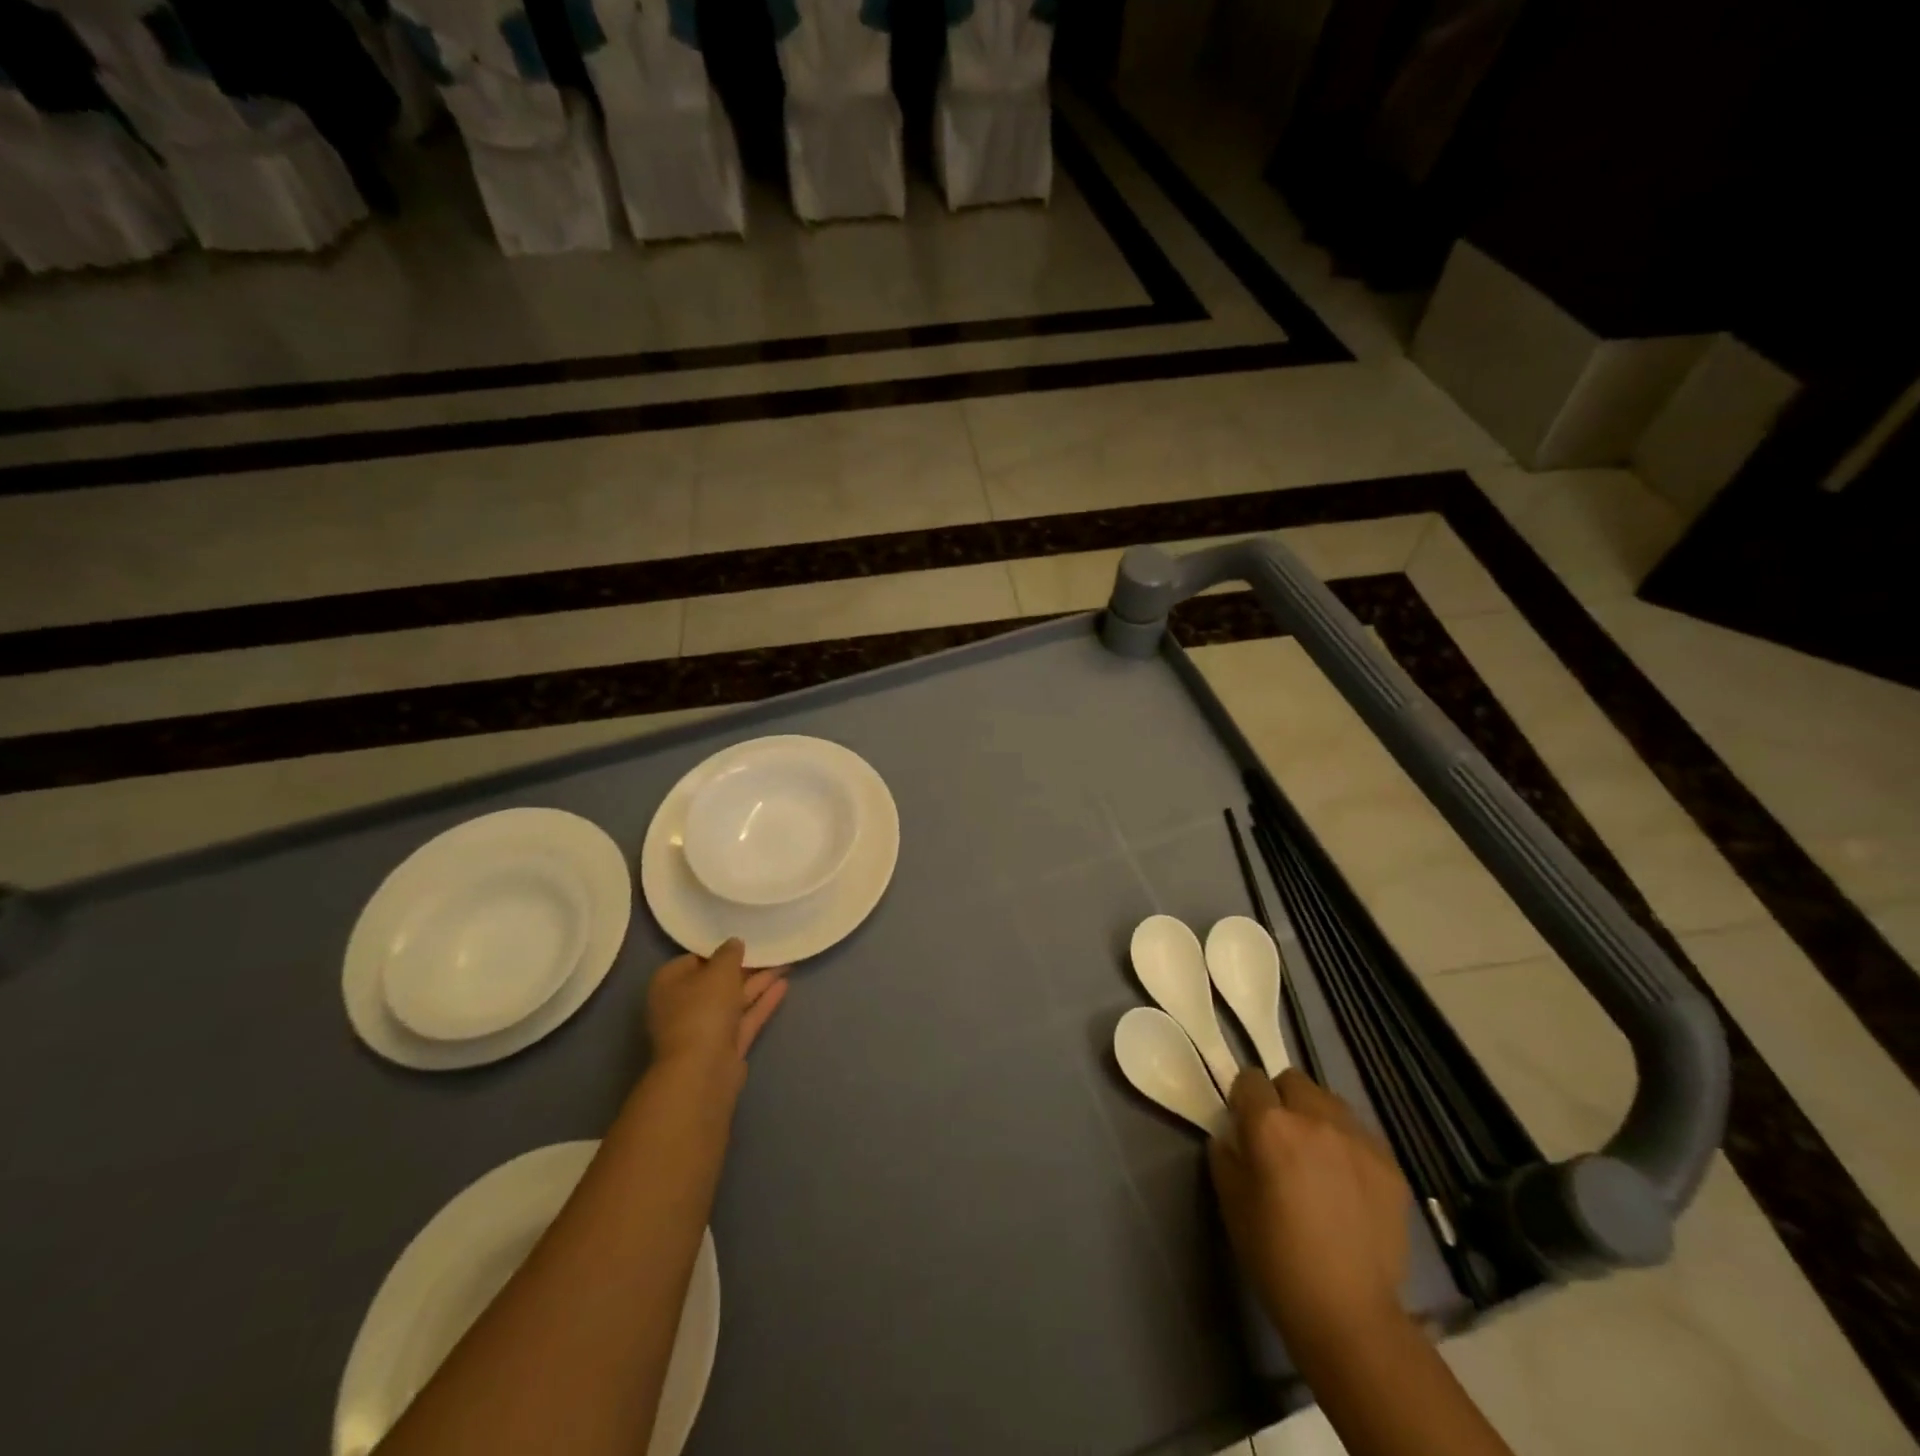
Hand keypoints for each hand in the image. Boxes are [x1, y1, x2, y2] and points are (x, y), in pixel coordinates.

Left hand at [647, 939, 789, 1072]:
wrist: (703, 1070)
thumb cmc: (703, 1010)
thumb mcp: (719, 971)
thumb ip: (729, 953)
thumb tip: (734, 943)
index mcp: (669, 984)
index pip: (694, 959)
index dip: (719, 950)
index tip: (743, 941)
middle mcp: (683, 1006)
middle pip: (717, 981)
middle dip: (744, 967)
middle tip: (770, 949)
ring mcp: (704, 1029)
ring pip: (734, 1000)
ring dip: (759, 982)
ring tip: (786, 963)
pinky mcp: (725, 1046)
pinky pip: (745, 1018)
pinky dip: (762, 1002)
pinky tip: (784, 985)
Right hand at [1209, 1068, 1410, 1351]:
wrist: (1349, 1313)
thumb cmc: (1276, 1257)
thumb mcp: (1230, 1202)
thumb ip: (1226, 1154)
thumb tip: (1233, 1136)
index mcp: (1270, 1124)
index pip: (1249, 1079)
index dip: (1243, 1100)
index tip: (1244, 1127)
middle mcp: (1314, 1117)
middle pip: (1292, 1079)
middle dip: (1281, 1100)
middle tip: (1280, 1140)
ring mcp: (1358, 1139)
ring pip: (1329, 1101)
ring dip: (1316, 1117)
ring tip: (1317, 1158)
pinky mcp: (1390, 1164)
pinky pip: (1360, 1134)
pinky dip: (1347, 1146)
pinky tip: (1346, 1184)